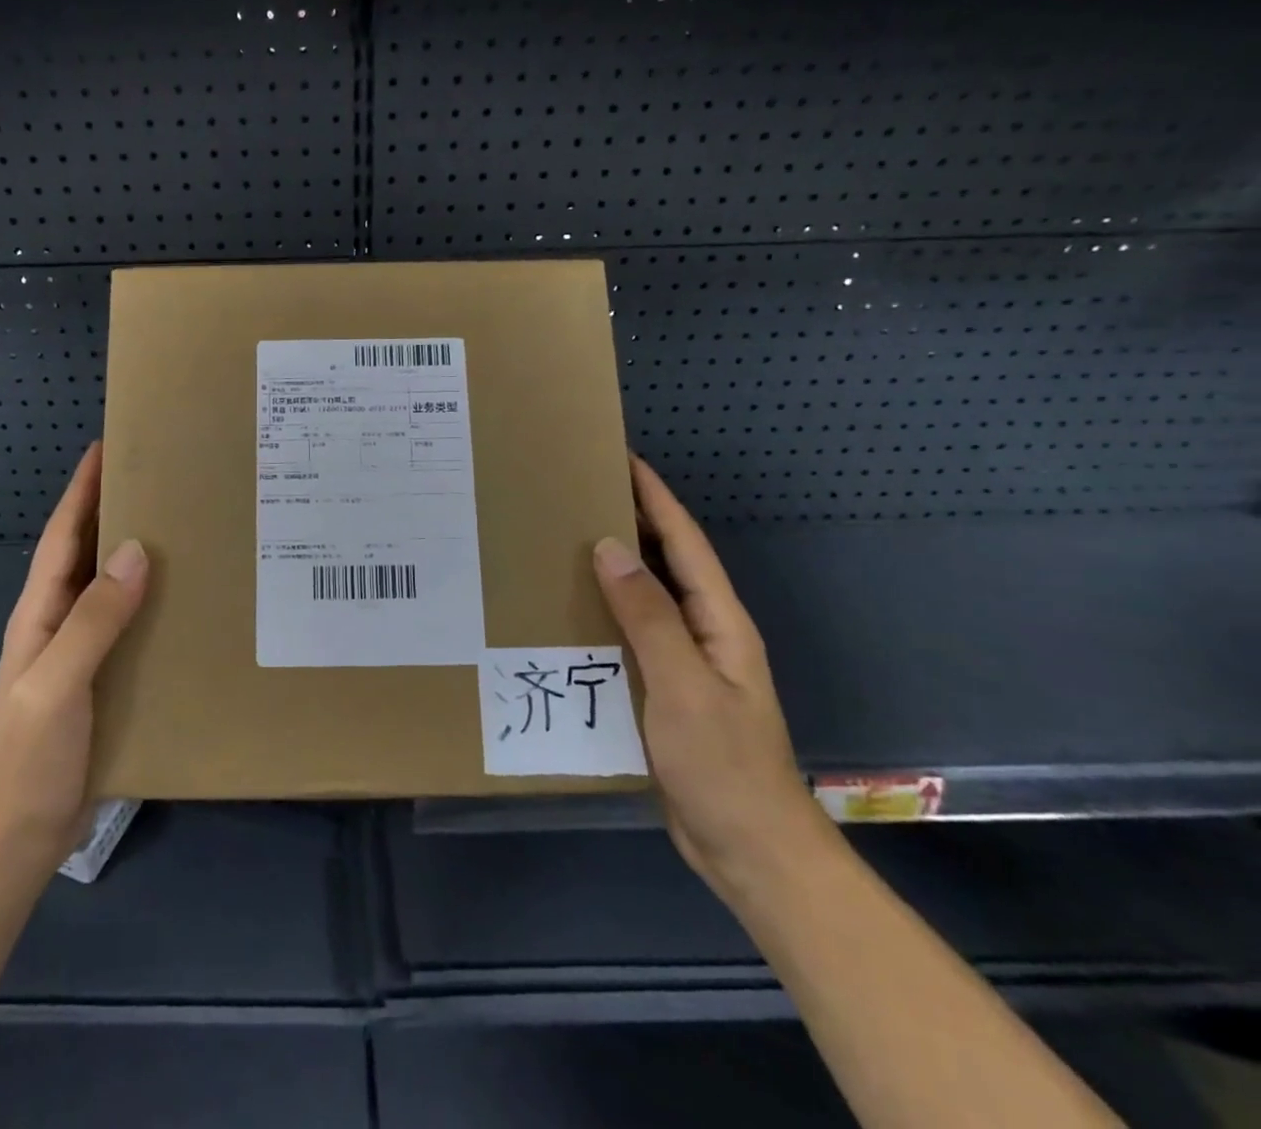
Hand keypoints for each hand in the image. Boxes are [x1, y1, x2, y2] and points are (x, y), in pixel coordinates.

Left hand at [0, 442, 148, 869]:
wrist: (15, 835)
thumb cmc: (28, 755)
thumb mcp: (57, 682)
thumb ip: (94, 618)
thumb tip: (139, 551)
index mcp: (40, 613)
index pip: (63, 537)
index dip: (81, 491)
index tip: (106, 447)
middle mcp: (59, 623)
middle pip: (88, 553)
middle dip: (114, 511)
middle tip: (161, 480)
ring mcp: (79, 653)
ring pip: (111, 588)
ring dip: (137, 555)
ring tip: (183, 529)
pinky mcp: (101, 681)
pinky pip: (129, 626)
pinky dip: (152, 604)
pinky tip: (185, 603)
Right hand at [592, 456, 832, 902]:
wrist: (749, 851)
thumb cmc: (723, 765)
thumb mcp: (683, 686)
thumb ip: (649, 616)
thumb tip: (609, 548)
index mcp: (719, 622)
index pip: (685, 543)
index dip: (656, 498)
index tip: (621, 459)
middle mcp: (703, 633)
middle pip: (665, 562)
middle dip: (630, 521)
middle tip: (577, 493)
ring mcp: (683, 663)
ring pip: (644, 598)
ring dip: (611, 566)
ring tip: (561, 540)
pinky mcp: (661, 690)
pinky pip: (628, 635)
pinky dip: (601, 612)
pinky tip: (566, 611)